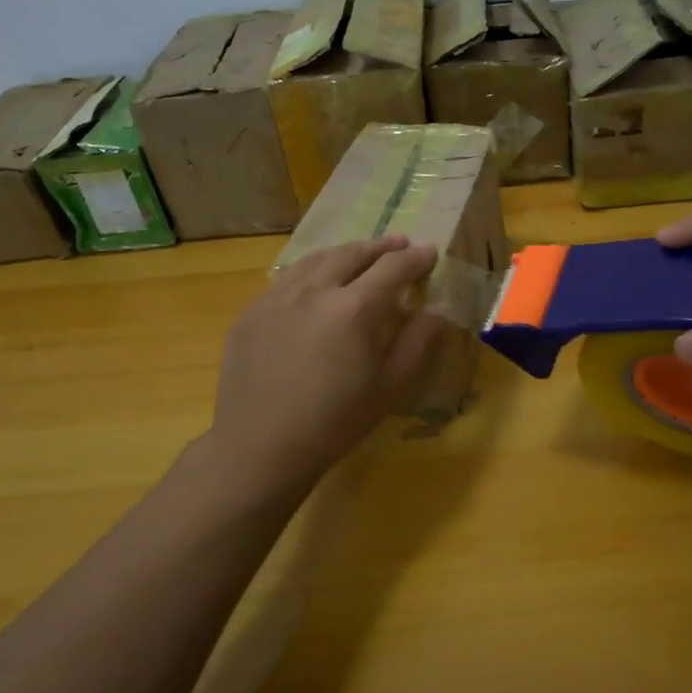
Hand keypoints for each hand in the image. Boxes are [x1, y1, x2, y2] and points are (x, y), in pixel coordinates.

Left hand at [208, 235, 448, 493]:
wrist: (261, 448)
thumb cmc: (336, 422)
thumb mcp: (390, 386)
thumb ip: (419, 342)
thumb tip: (440, 310)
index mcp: (353, 309)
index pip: (392, 268)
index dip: (415, 258)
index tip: (429, 251)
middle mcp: (313, 290)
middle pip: (352, 254)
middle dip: (380, 247)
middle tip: (399, 244)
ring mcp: (276, 298)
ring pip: (316, 260)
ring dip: (345, 252)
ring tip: (360, 254)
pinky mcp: (251, 312)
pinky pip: (286, 280)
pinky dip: (311, 272)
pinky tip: (316, 284)